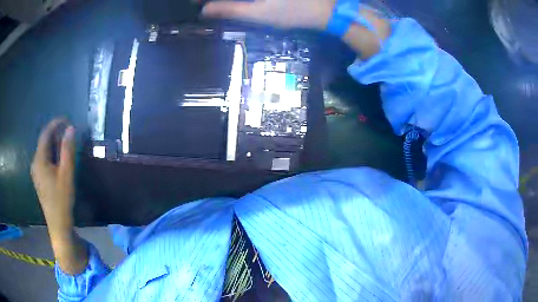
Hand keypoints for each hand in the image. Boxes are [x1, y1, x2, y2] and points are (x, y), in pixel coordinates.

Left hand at [31, 119, 75, 236]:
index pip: (45, 134)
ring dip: (54, 144)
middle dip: (55, 134)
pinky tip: (59, 160)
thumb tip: (71, 128)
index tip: (67, 120)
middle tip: (68, 132)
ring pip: (44, 151)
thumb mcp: (67, 173)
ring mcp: (36, 172)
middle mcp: (35, 163)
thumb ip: (67, 150)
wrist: (58, 224)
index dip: (55, 124)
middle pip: (44, 142)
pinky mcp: (39, 179)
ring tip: (65, 144)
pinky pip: (44, 160)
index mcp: (39, 160)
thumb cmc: (62, 199)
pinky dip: (51, 154)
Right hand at [202, 0, 390, 58]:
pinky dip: (243, 1)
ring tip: (217, 6)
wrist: (327, 8)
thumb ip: (230, 9)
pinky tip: (235, 5)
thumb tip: (205, 9)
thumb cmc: (294, 12)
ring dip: (229, 2)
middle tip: (205, 6)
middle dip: (215, 0)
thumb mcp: (260, 13)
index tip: (195, 4)